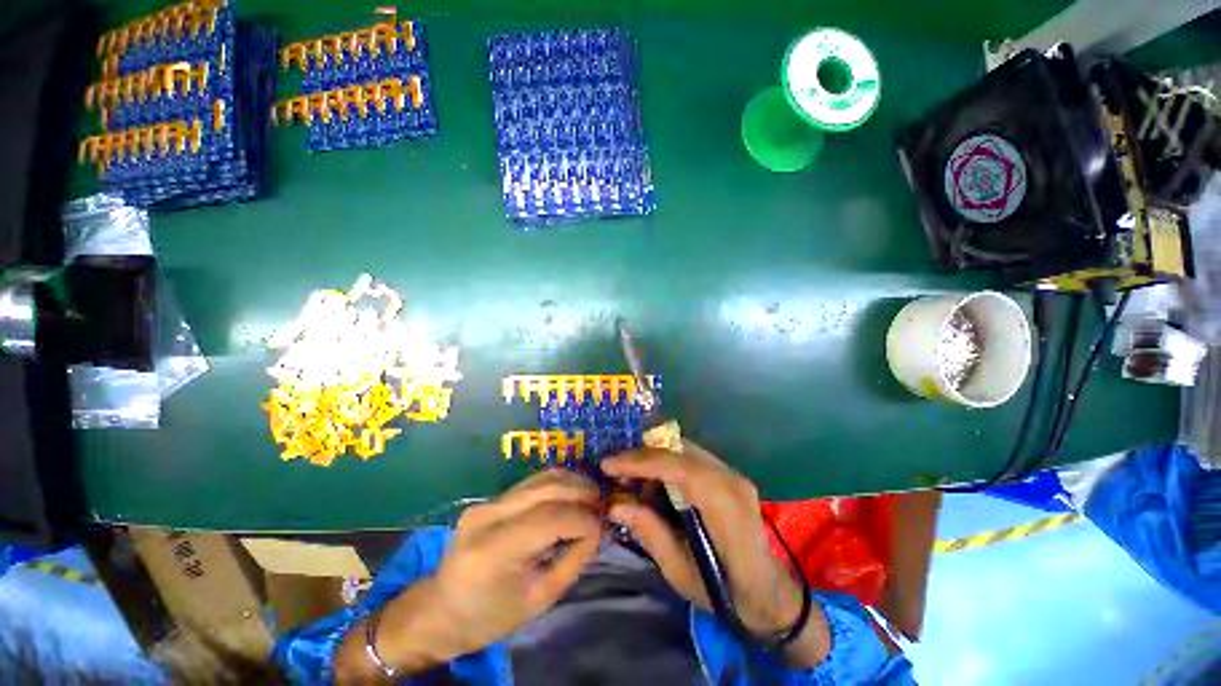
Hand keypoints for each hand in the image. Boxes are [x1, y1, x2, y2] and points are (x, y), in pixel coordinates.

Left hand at [335, 470, 601, 680]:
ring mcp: (487, 501)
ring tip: (592, 498)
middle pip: (547, 487)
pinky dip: (559, 484)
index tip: (604, 525)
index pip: (550, 517)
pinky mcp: (491, 498)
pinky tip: (572, 495)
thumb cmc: (490, 615)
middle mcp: (488, 515)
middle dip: (582, 492)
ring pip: (542, 477)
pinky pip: (533, 482)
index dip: (583, 518)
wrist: (441, 609)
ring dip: (573, 482)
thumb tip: (598, 528)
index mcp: (494, 550)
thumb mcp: (539, 598)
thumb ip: (573, 559)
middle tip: (604, 505)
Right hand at [602, 442, 830, 666]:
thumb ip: (650, 533)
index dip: (640, 462)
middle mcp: (731, 479)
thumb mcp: (681, 573)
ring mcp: (733, 473)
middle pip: (679, 450)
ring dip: (655, 460)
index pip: (678, 467)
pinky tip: (657, 487)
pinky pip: (691, 457)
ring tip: (635, 484)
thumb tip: (617, 505)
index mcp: (724, 506)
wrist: (768, 591)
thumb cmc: (726, 592)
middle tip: (616, 474)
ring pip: (683, 449)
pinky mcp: (729, 473)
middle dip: (643, 457)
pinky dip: (668, 465)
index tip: (608, 465)